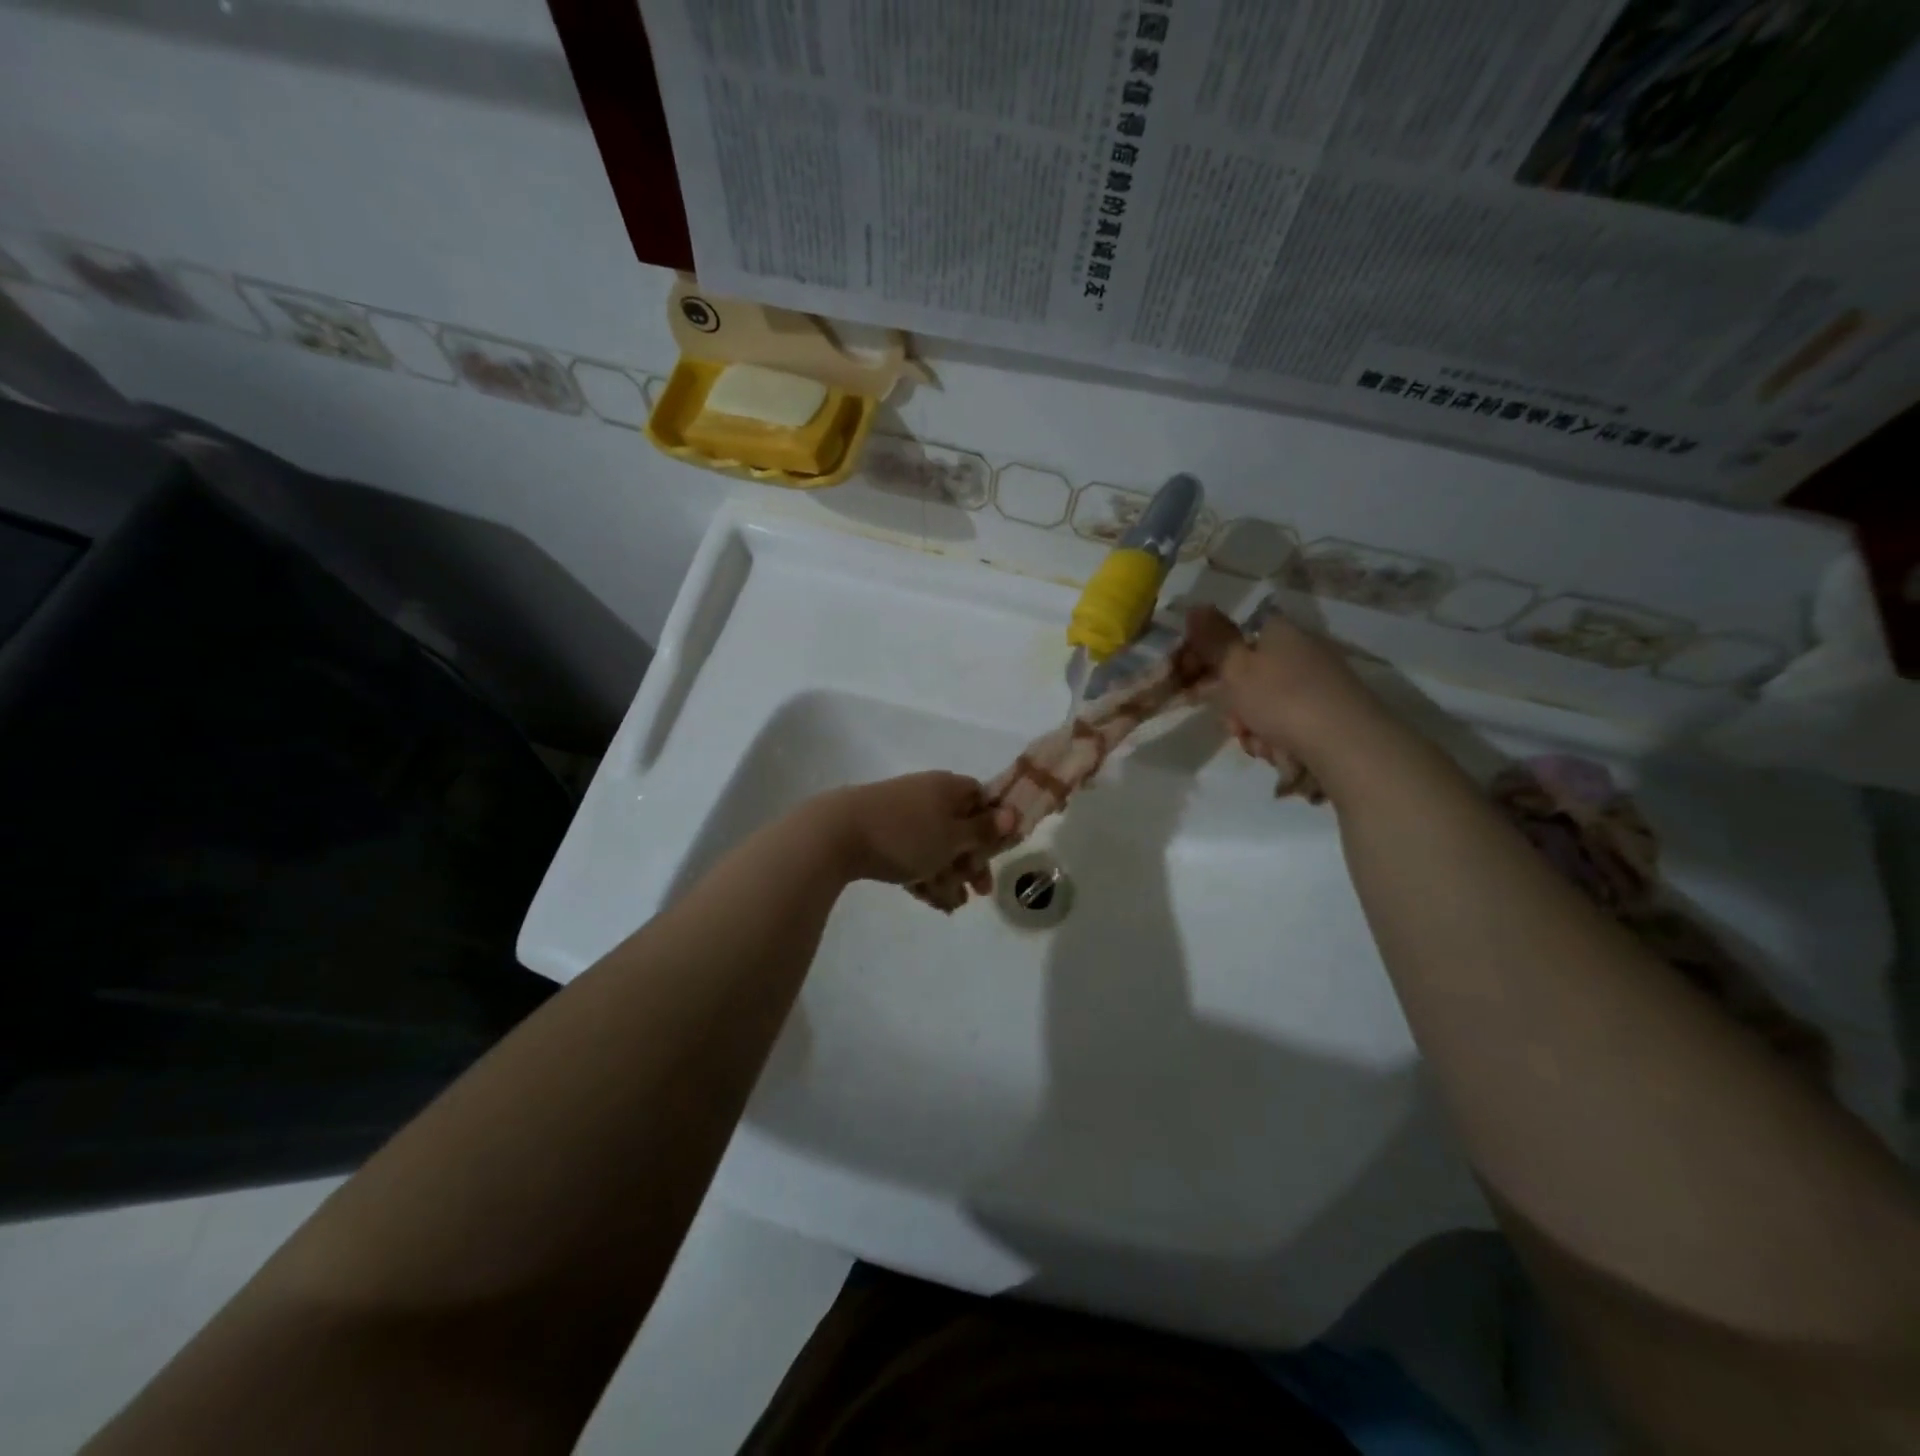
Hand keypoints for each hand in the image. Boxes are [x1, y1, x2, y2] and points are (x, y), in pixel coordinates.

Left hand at [822, 772, 1013, 894]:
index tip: (996, 855)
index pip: (981, 799)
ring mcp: (902, 813)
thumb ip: (982, 830)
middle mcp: (927, 795)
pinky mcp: (880, 833)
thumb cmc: (906, 835)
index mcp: (948, 787)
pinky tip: (928, 899)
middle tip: (978, 891)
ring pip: (935, 845)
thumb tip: (1011, 813)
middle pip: (959, 827)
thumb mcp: (952, 837)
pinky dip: (922, 874)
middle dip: (970, 861)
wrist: (837, 834)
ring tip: (950, 905)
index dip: (993, 827)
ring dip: (947, 874)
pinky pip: (911, 853)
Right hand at [1184, 605, 1393, 794]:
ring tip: (1263, 744)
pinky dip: (1280, 742)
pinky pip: (1289, 727)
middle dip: (1235, 708)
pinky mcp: (1330, 716)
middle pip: (1249, 680)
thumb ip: (1213, 640)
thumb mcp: (1236, 667)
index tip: (1198, 688)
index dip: (1213, 665)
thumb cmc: (1283, 699)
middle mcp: (1301, 653)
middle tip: (1236, 724)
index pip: (1237, 640)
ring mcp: (1318, 686)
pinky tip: (1284, 754)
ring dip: (1255, 730)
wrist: (1347, 745)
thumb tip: (1194, 606)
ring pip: (1265, 708)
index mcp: (1279, 633)